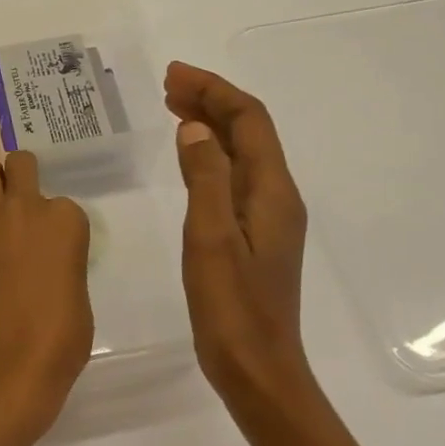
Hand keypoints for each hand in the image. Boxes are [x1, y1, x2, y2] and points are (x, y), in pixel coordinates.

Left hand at [0, 144, 94, 441]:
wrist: (7, 364)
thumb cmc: (58, 340)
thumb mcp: (77, 290)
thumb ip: (60, 258)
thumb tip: (40, 258)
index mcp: (65, 221)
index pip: (61, 205)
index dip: (53, 227)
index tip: (46, 251)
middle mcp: (25, 205)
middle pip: (21, 162)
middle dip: (18, 179)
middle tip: (13, 210)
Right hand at [164, 62, 311, 407]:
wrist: (257, 370)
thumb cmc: (232, 308)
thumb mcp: (211, 238)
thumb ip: (206, 179)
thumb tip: (194, 128)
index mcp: (272, 192)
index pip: (250, 121)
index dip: (215, 91)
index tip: (174, 75)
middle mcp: (276, 196)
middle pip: (249, 131)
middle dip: (212, 100)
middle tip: (168, 85)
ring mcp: (266, 217)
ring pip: (241, 153)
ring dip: (210, 124)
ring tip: (172, 107)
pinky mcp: (253, 235)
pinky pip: (233, 176)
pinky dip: (209, 154)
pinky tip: (189, 156)